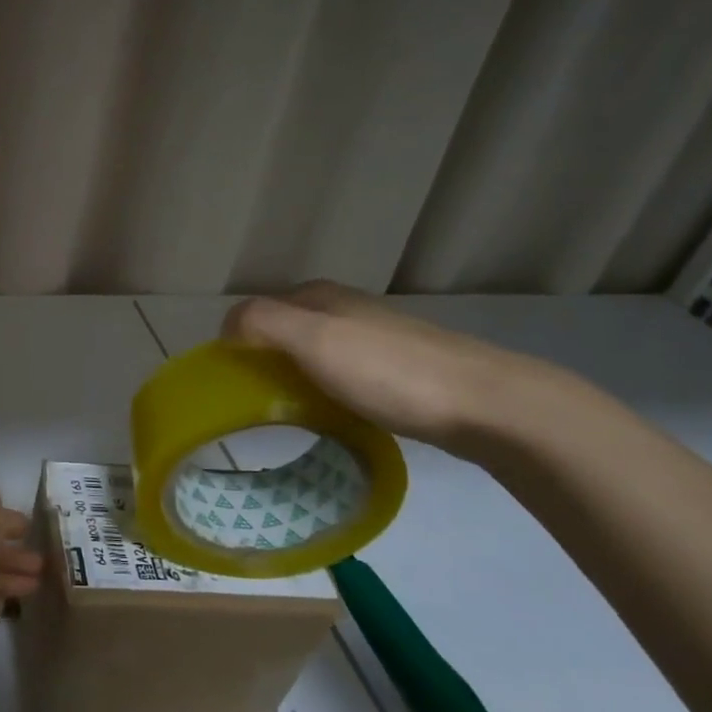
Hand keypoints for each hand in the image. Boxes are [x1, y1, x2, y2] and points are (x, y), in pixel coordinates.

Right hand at [223, 281, 550, 456]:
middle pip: (282, 333)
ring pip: (310, 354)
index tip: (226, 387)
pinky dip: (321, 390)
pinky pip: (338, 374)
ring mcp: (372, 337)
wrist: (484, 403)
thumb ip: (261, 323)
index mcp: (317, 297)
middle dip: (261, 363)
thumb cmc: (387, 371)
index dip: (234, 345)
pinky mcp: (395, 368)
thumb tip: (227, 328)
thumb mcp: (313, 338)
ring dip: (291, 378)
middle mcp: (342, 308)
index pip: (253, 312)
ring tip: (285, 414)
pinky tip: (329, 414)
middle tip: (252, 405)